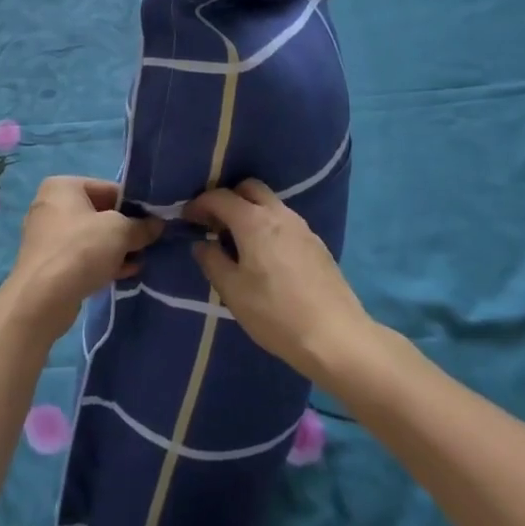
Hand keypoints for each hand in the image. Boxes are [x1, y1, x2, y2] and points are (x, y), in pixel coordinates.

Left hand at [4, 178, 163, 338]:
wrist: (42, 299)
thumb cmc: (81, 250)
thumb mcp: (120, 232)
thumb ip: (141, 226)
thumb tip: (157, 224)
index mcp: (63, 186)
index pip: (108, 189)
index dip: (134, 205)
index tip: (153, 221)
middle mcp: (51, 206)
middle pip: (99, 213)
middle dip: (124, 230)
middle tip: (148, 243)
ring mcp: (47, 236)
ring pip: (91, 237)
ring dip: (116, 249)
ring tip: (140, 261)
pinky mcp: (48, 264)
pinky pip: (81, 257)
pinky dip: (102, 262)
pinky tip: (124, 274)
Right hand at [186, 180, 375, 387]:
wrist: (336, 337)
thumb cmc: (276, 315)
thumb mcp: (233, 292)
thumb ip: (212, 262)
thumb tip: (202, 243)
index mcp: (254, 221)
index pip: (220, 197)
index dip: (199, 204)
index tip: (187, 218)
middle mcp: (279, 214)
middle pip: (249, 188)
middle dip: (228, 198)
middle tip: (214, 223)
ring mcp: (302, 226)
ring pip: (269, 203)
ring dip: (250, 211)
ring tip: (238, 241)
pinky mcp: (316, 243)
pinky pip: (285, 221)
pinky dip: (268, 225)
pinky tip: (265, 255)